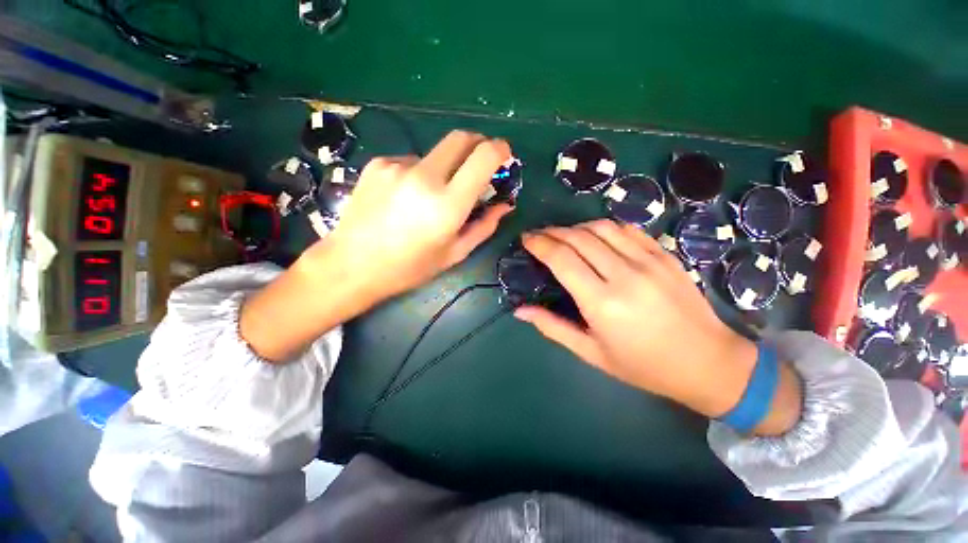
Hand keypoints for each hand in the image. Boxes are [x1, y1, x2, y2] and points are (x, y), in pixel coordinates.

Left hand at [306, 130, 513, 300]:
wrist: (351, 265)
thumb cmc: (409, 268)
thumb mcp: (454, 253)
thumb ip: (484, 226)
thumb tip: (504, 205)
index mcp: (448, 204)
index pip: (483, 156)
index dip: (499, 149)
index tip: (503, 155)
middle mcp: (424, 176)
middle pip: (460, 138)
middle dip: (477, 145)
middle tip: (478, 166)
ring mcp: (397, 166)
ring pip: (435, 154)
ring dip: (444, 168)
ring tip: (429, 198)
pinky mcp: (378, 163)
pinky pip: (411, 161)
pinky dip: (418, 174)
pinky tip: (405, 198)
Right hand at [515, 220, 800, 434]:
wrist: (708, 363)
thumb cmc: (643, 365)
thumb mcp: (591, 353)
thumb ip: (553, 327)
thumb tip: (520, 310)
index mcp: (602, 302)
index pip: (561, 259)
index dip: (539, 244)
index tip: (526, 239)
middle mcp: (624, 274)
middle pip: (578, 237)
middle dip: (552, 231)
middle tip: (538, 235)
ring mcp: (649, 261)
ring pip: (602, 227)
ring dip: (576, 226)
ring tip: (563, 235)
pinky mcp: (665, 255)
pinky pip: (628, 229)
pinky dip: (605, 227)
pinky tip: (596, 236)